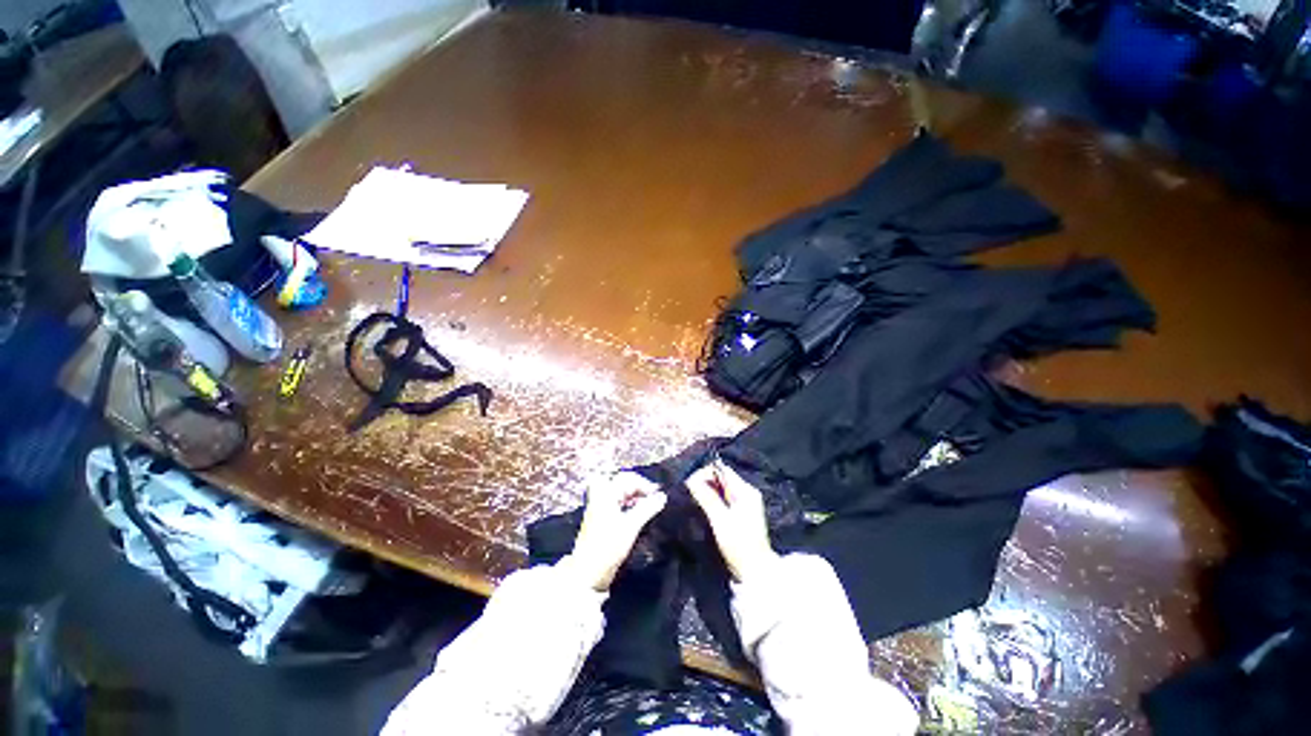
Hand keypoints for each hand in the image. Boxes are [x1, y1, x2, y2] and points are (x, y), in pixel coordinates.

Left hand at [565, 472, 666, 590]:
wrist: (587, 573)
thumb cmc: (608, 547)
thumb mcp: (631, 527)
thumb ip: (647, 509)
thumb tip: (662, 496)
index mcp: (605, 495)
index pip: (626, 479)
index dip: (643, 484)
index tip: (657, 495)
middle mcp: (599, 497)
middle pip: (618, 480)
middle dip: (635, 484)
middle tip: (648, 494)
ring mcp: (597, 507)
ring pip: (615, 490)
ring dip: (630, 493)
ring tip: (643, 503)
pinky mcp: (598, 518)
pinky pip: (613, 500)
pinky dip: (625, 501)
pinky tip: (634, 512)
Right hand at [687, 460, 779, 583]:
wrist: (755, 572)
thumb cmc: (739, 544)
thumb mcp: (720, 520)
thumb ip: (707, 498)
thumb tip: (691, 479)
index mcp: (746, 491)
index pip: (723, 471)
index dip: (706, 473)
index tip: (690, 482)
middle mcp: (747, 493)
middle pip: (723, 479)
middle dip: (706, 482)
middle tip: (690, 491)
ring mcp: (745, 504)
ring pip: (722, 490)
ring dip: (709, 492)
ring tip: (694, 498)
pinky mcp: (741, 514)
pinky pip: (725, 499)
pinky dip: (714, 500)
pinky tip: (704, 506)